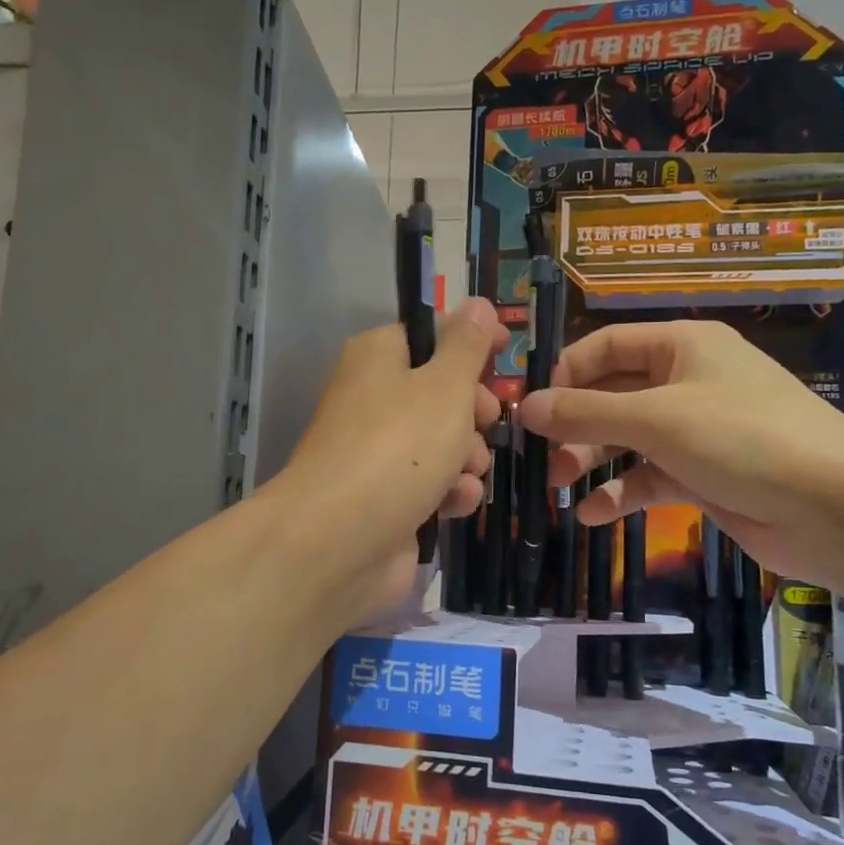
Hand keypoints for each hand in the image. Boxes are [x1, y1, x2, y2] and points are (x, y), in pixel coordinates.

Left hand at [276, 298, 506, 616]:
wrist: (340, 541)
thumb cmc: (399, 446)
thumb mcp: (444, 384)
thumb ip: (467, 345)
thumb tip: (479, 304)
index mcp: (378, 358)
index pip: (430, 336)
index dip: (469, 347)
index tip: (503, 358)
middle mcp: (373, 399)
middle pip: (441, 393)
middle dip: (474, 412)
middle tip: (487, 422)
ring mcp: (377, 453)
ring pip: (443, 443)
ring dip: (468, 457)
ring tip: (467, 471)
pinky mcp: (386, 500)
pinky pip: (431, 485)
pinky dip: (449, 492)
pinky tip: (455, 503)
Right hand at [515, 319, 843, 588]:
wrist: (835, 508)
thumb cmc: (742, 439)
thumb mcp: (656, 419)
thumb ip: (585, 412)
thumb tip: (524, 407)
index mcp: (682, 346)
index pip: (607, 345)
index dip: (566, 373)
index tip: (533, 409)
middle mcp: (688, 381)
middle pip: (613, 394)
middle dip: (575, 425)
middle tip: (542, 458)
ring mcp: (698, 430)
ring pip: (628, 438)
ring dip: (591, 459)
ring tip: (559, 487)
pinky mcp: (705, 475)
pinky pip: (650, 476)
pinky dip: (622, 492)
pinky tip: (594, 515)